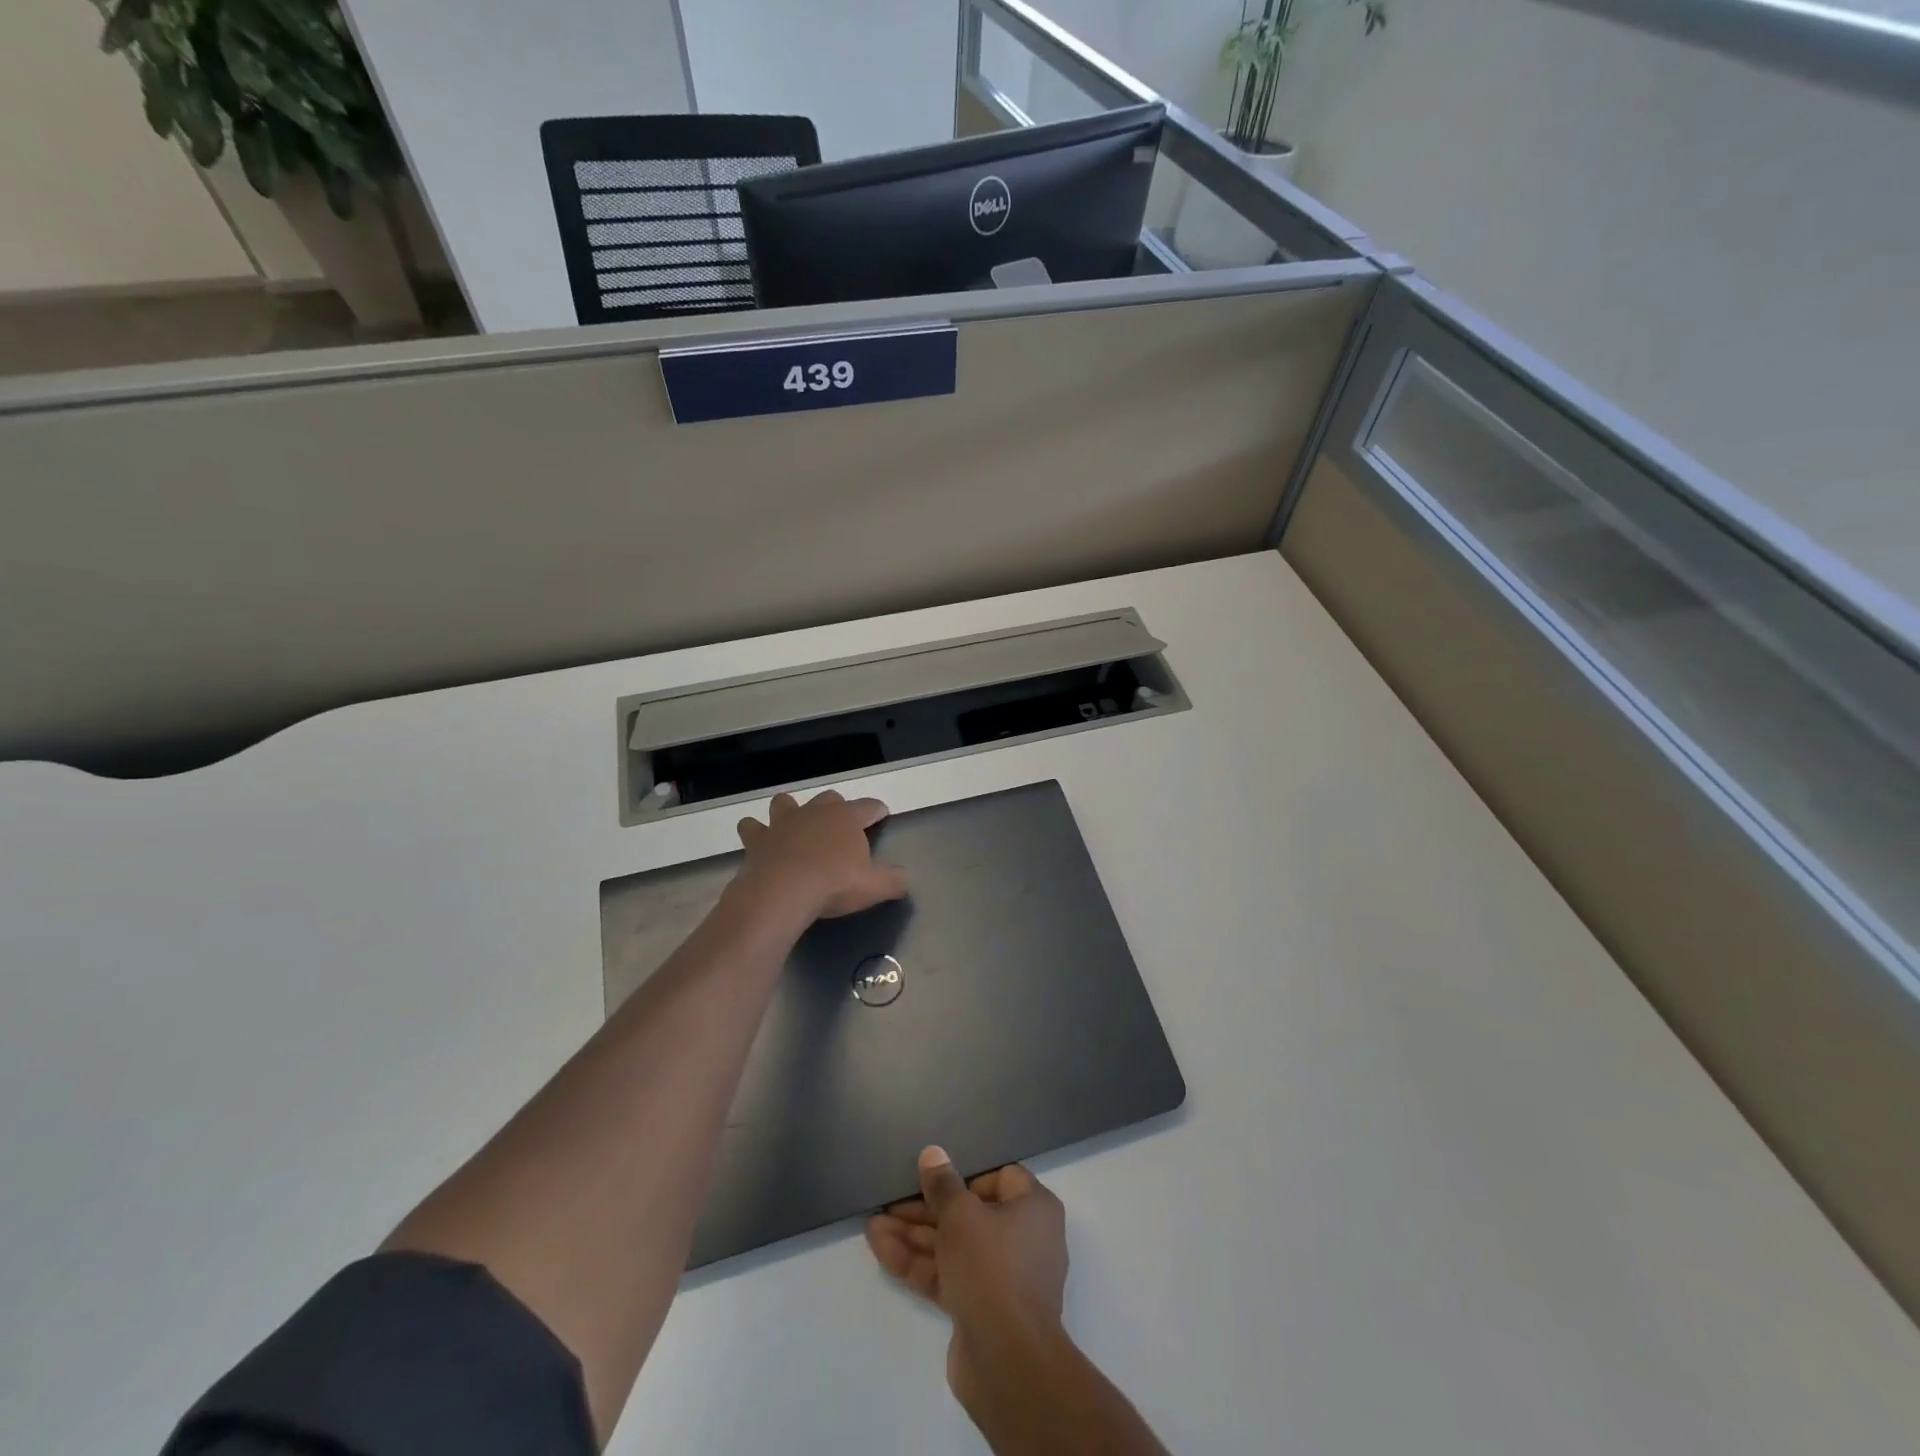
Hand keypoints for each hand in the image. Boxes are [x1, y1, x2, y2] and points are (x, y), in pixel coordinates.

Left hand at [734, 790, 908, 921]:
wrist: (782, 892)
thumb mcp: (874, 887)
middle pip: (829, 798)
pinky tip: (758, 841)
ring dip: (789, 810)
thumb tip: (904, 879)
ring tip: (793, 824)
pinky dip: (755, 832)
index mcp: (846, 818)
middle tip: (838, 826)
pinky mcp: (757, 839)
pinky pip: (752, 827)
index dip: (876, 810)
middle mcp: (815, 812)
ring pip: (785, 803)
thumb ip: (893, 881)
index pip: (868, 806)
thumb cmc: (834, 885)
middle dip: (835, 808)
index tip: (882, 814)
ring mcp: (783, 822)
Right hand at [866, 1147, 1067, 1414]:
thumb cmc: (992, 1267)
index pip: (999, 1178)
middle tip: (890, 1202)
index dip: (965, 1176)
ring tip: (873, 1225)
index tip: (933, 1178)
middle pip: (969, 1214)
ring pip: (954, 1247)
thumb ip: (942, 1184)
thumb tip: (933, 1153)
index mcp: (1033, 1208)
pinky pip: (948, 1276)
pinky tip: (881, 1249)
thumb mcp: (961, 1215)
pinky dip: (919, 1264)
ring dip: (914, 1237)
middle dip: (926, 1210)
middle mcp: (1023, 1238)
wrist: (1007, 1362)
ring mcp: (1002, 1278)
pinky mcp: (981, 1309)